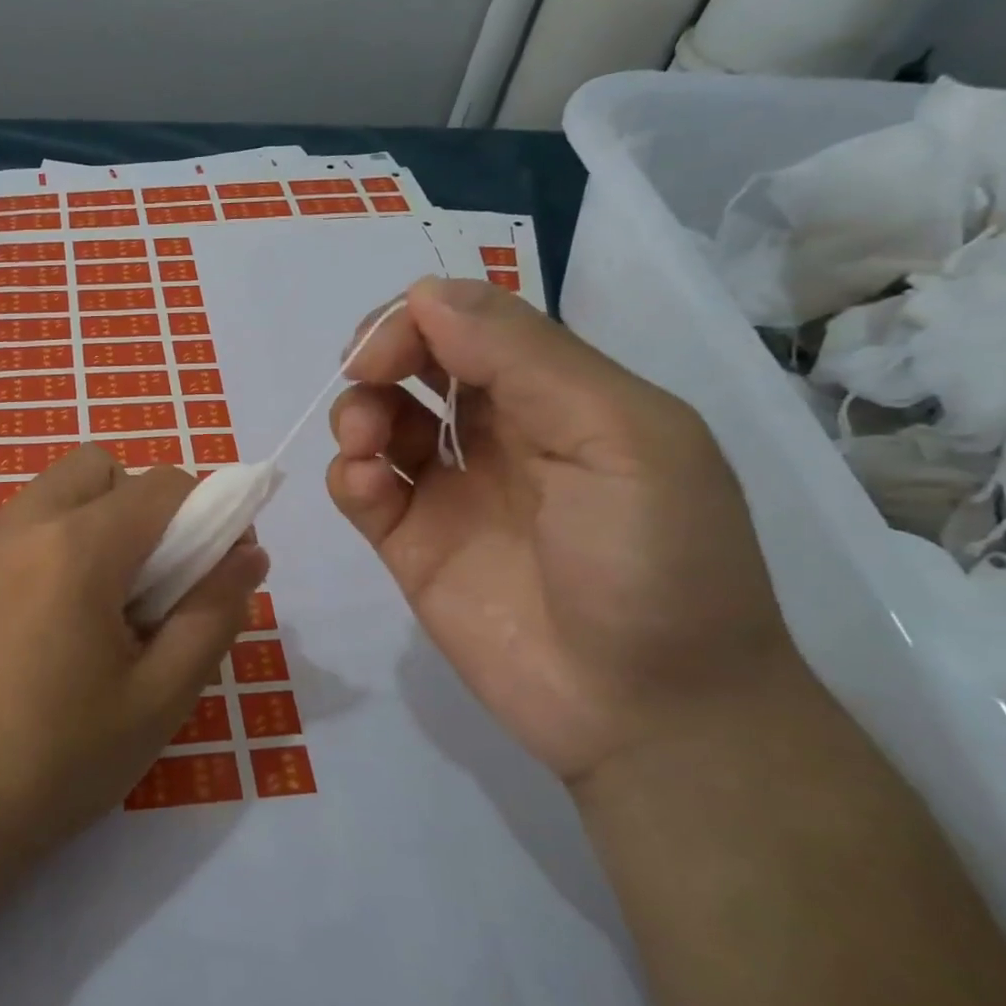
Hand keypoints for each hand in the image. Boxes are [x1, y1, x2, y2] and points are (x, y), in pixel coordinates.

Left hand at [0, 447, 268, 875]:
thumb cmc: (56, 762)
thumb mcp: (158, 698)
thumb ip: (213, 614)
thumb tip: (249, 554)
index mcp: (74, 548)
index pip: (161, 485)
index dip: (207, 513)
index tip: (217, 567)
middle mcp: (19, 525)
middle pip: (100, 468)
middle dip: (142, 505)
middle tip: (152, 584)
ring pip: (55, 492)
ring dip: (95, 523)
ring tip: (100, 610)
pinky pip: (20, 527)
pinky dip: (53, 544)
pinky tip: (49, 625)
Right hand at [328, 278, 798, 785]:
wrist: (647, 712)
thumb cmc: (657, 563)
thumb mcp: (619, 438)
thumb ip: (524, 358)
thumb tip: (425, 293)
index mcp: (559, 395)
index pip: (471, 323)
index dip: (419, 318)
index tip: (386, 346)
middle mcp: (499, 433)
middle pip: (417, 362)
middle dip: (379, 356)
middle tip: (366, 378)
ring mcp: (450, 490)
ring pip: (380, 420)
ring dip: (357, 413)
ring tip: (367, 446)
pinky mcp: (410, 544)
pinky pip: (362, 490)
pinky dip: (348, 476)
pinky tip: (364, 486)